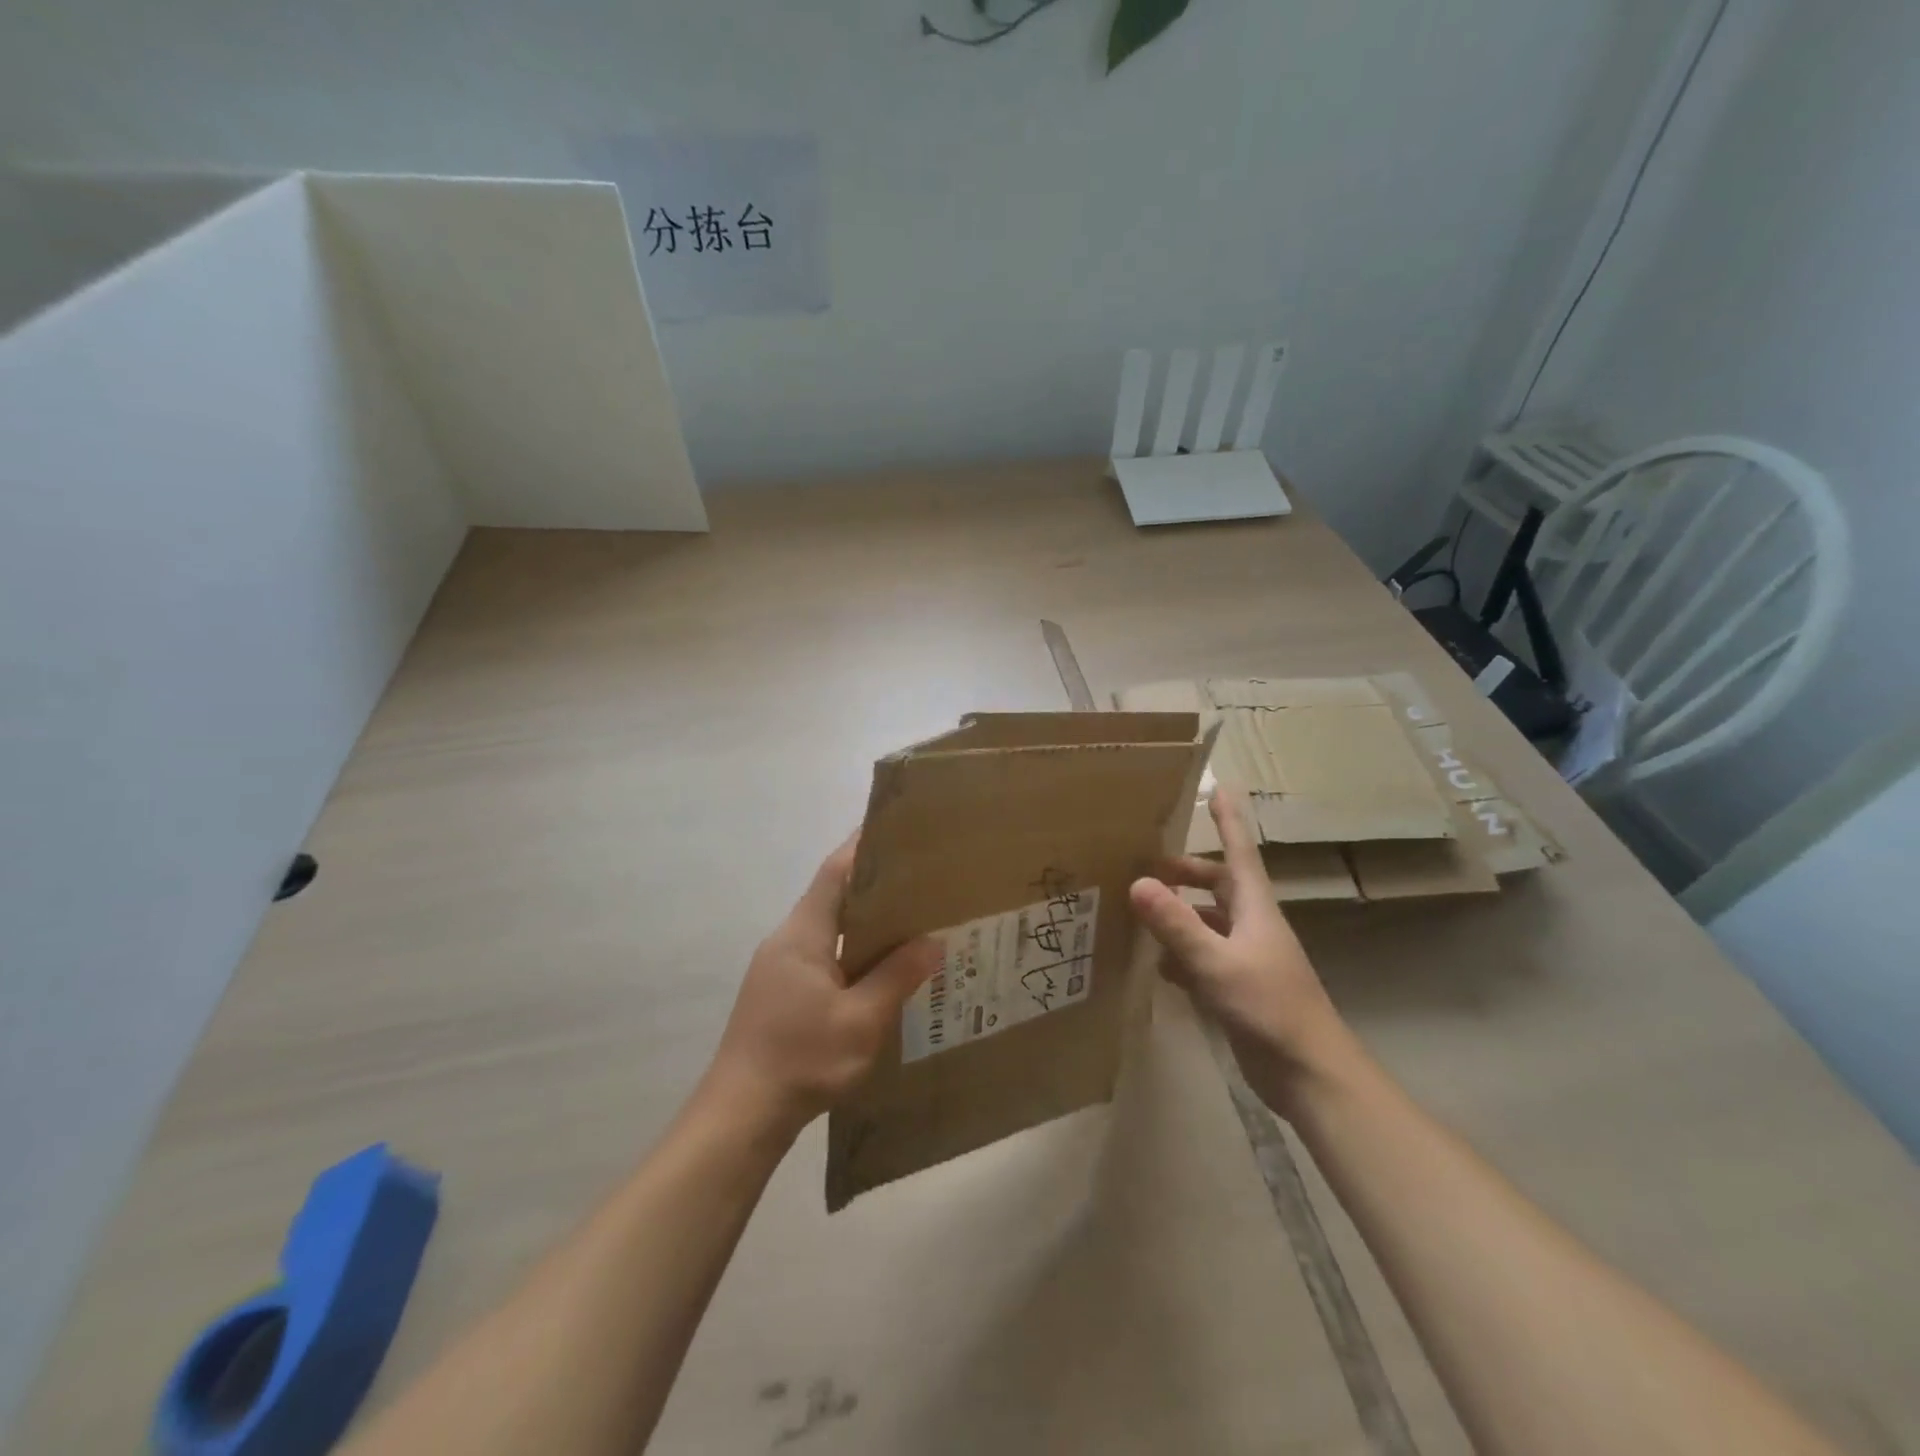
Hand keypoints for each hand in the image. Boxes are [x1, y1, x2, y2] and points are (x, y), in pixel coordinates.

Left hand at [704, 835, 939, 1138]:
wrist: (741, 1114)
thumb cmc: (801, 1059)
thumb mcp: (861, 1021)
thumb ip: (897, 977)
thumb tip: (932, 942)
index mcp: (804, 934)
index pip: (835, 872)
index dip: (863, 845)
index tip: (896, 829)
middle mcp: (788, 940)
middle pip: (833, 895)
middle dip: (873, 883)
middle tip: (920, 878)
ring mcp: (779, 966)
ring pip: (829, 927)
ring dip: (864, 920)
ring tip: (910, 919)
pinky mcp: (780, 992)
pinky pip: (823, 954)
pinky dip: (852, 949)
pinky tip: (879, 968)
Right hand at [1129, 786, 1351, 1107]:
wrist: (1309, 1075)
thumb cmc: (1269, 1008)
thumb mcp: (1216, 963)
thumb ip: (1177, 924)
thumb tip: (1137, 882)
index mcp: (1255, 909)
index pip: (1240, 852)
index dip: (1229, 821)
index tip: (1219, 788)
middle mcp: (1252, 926)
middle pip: (1218, 885)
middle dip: (1186, 872)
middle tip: (1147, 865)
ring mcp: (1246, 958)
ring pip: (1208, 922)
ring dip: (1179, 913)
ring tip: (1140, 910)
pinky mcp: (1238, 988)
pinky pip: (1203, 958)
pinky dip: (1179, 954)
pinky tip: (1156, 963)